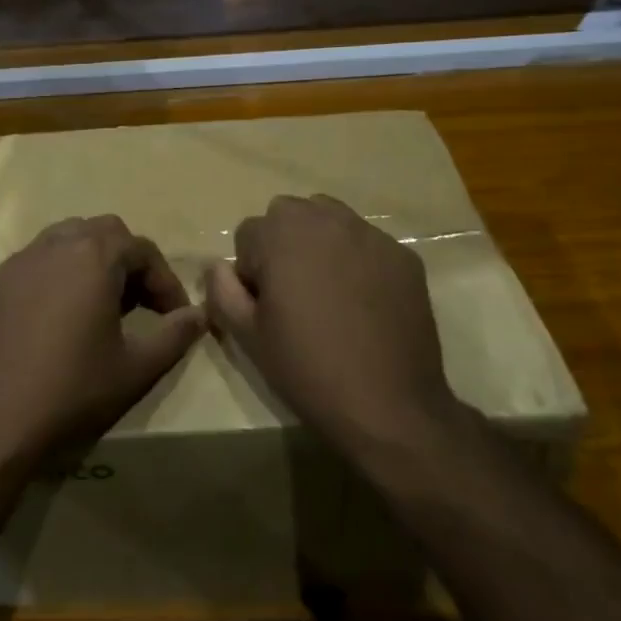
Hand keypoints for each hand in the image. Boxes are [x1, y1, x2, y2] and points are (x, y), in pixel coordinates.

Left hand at [0, 215, 207, 470]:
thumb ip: (175, 335)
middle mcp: (55, 245)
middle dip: (129, 261)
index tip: (175, 316)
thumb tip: (200, 315)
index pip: (142, 249)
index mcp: (94, 257)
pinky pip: (36, 261)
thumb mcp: (136, 368)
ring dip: (91, 260)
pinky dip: (58, 274)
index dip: (165, 281)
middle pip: (104, 232)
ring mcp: (19, 261)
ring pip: (66, 238)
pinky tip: (57, 316)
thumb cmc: (72, 391)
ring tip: (100, 304)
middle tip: (138, 303)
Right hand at [205, 195, 465, 468]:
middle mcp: (326, 220)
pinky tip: (364, 304)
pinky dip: (358, 261)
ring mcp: (370, 235)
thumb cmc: (307, 368)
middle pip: (288, 214)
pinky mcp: (403, 256)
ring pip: (330, 219)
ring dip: (319, 243)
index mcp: (281, 234)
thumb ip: (222, 290)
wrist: (389, 406)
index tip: (265, 305)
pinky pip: (367, 243)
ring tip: (327, 292)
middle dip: (282, 245)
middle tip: (292, 295)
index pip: (248, 233)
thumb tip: (216, 265)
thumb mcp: (248, 335)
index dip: (250, 271)